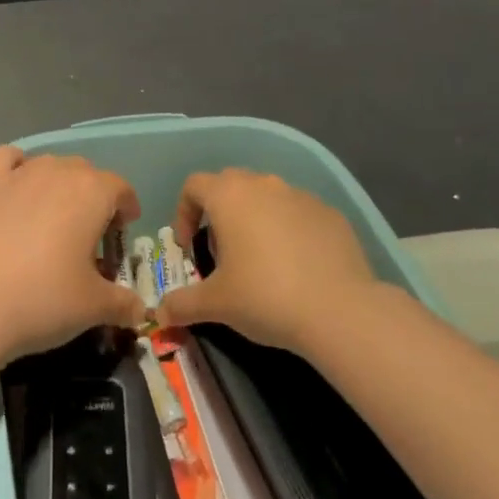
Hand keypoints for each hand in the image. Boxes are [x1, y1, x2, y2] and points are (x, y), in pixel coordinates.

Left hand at [0, 147, 147, 360]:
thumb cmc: (42, 300)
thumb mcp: (93, 308)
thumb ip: (122, 303)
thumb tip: (139, 310)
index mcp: (91, 193)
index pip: (120, 187)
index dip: (126, 207)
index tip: (123, 229)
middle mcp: (56, 172)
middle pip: (84, 172)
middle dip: (92, 196)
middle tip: (86, 235)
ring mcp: (16, 174)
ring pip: (47, 164)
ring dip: (57, 183)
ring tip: (50, 218)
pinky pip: (6, 159)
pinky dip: (16, 167)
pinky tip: (14, 191)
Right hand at [154, 168, 376, 354]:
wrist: (340, 310)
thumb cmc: (265, 297)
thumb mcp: (216, 304)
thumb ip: (182, 304)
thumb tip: (159, 314)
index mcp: (229, 196)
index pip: (194, 185)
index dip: (184, 213)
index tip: (189, 246)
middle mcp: (263, 184)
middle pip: (230, 184)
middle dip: (219, 212)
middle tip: (223, 252)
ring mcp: (300, 195)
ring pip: (267, 196)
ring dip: (255, 218)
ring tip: (260, 260)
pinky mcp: (330, 213)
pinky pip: (299, 213)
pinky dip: (289, 230)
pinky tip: (297, 266)